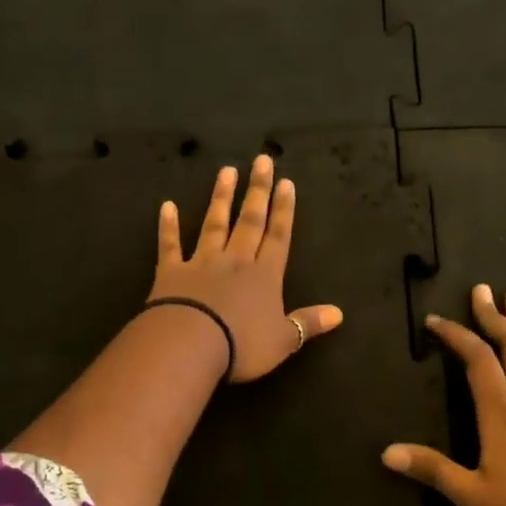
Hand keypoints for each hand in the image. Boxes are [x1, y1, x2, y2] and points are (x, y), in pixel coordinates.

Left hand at [150, 154, 343, 382]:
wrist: (190, 345)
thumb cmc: (242, 345)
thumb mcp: (283, 340)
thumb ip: (308, 323)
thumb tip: (339, 314)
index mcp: (265, 275)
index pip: (278, 236)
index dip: (284, 210)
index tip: (286, 182)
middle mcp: (236, 261)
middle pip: (250, 220)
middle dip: (258, 190)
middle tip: (261, 160)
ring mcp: (202, 262)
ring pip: (215, 224)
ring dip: (221, 197)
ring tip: (226, 171)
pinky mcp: (172, 272)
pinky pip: (170, 244)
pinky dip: (168, 226)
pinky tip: (166, 206)